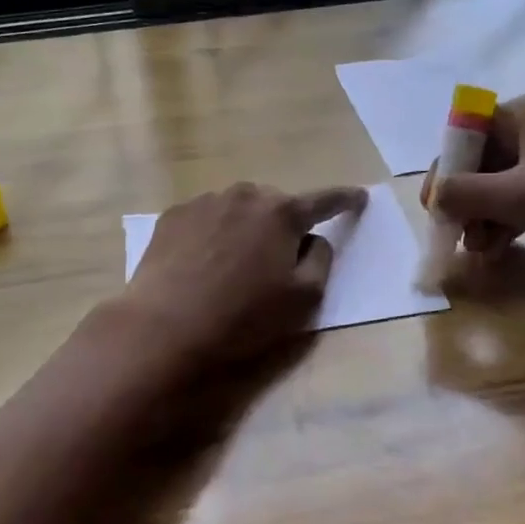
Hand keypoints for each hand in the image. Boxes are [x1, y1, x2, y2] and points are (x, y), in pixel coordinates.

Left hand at [121, 181, 367, 365]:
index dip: (344, 200)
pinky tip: (201, 264)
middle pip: (275, 206)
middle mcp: (244, 195)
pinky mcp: (173, 216)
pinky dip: (212, 233)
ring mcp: (204, 202)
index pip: (323, 201)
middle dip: (282, 226)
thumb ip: (321, 260)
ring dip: (245, 228)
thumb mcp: (304, 298)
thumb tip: (314, 239)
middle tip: (275, 262)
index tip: (359, 197)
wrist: (165, 328)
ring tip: (232, 266)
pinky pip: (206, 218)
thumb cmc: (243, 316)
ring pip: (238, 209)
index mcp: (282, 213)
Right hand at [421, 91, 524, 272]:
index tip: (434, 209)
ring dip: (486, 213)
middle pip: (484, 160)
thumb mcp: (519, 195)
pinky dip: (510, 216)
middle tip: (456, 235)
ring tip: (478, 250)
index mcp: (523, 111)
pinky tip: (499, 245)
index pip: (465, 136)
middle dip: (467, 200)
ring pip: (505, 180)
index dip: (445, 172)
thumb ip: (467, 194)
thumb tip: (434, 198)